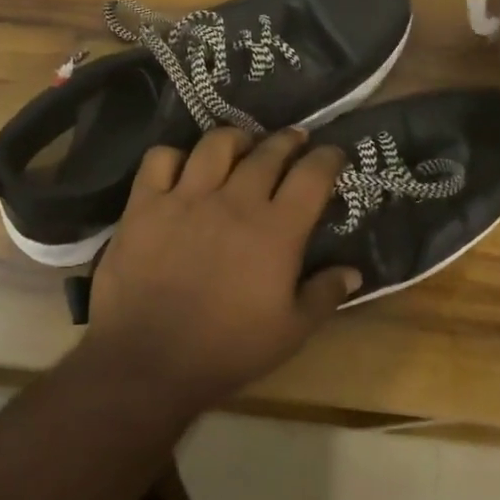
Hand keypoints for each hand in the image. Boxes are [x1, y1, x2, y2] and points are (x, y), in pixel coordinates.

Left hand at [78, 127, 359, 410]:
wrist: (148, 361)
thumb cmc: (227, 350)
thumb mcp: (291, 332)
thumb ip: (324, 295)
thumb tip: (353, 270)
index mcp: (277, 229)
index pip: (312, 175)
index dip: (328, 158)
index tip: (333, 154)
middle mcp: (235, 200)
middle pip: (268, 152)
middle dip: (287, 141)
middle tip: (293, 141)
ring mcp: (187, 197)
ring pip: (216, 144)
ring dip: (236, 139)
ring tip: (242, 146)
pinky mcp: (145, 204)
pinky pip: (160, 159)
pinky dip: (174, 157)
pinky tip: (182, 169)